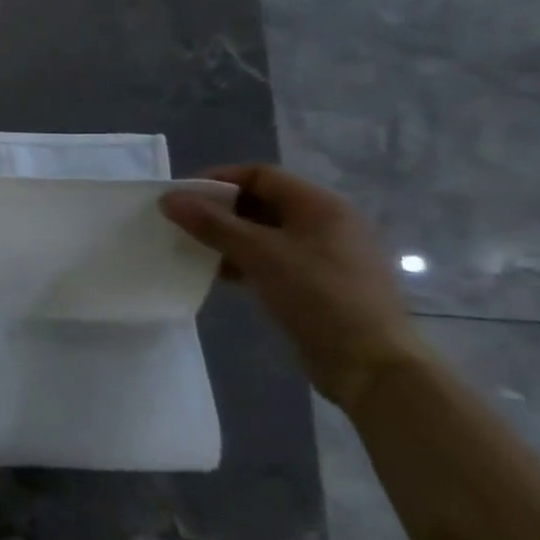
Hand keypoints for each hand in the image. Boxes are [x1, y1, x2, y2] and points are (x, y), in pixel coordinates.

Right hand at [160, 164, 421, 410]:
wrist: (371, 365)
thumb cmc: (318, 296)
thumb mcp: (260, 254)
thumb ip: (212, 223)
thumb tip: (168, 198)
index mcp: (320, 206)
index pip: (260, 175)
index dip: (218, 179)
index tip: (182, 196)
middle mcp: (324, 223)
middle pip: (261, 202)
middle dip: (219, 210)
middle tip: (182, 223)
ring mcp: (323, 255)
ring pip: (263, 233)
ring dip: (227, 237)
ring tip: (193, 248)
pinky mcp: (316, 284)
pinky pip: (271, 259)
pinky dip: (242, 260)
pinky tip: (218, 274)